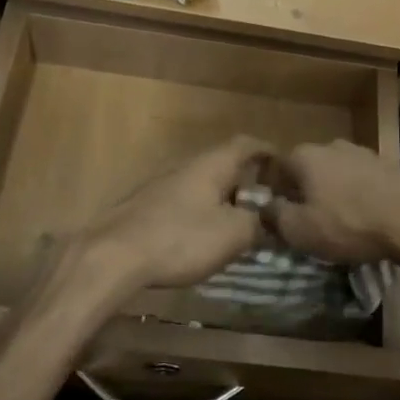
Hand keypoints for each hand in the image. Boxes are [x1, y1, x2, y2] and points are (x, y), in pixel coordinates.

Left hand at [72, 135, 271, 299]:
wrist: (114, 255)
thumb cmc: (181, 238)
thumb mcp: (233, 234)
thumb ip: (256, 223)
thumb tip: (266, 220)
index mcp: (212, 164)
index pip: (248, 145)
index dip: (269, 153)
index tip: (286, 169)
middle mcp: (187, 165)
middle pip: (224, 164)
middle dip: (247, 181)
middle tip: (266, 205)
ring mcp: (162, 184)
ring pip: (203, 184)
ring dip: (223, 199)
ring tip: (238, 224)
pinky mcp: (145, 206)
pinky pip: (184, 202)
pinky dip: (201, 212)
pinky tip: (203, 237)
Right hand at [265, 140, 399, 267]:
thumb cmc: (348, 223)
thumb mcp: (300, 230)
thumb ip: (274, 217)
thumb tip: (263, 207)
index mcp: (304, 156)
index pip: (276, 169)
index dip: (273, 193)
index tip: (278, 217)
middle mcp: (330, 145)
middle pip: (306, 169)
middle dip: (303, 193)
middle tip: (307, 222)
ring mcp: (361, 152)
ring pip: (334, 174)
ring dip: (331, 193)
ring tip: (338, 222)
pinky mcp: (386, 165)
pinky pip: (359, 180)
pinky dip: (356, 195)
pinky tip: (363, 217)